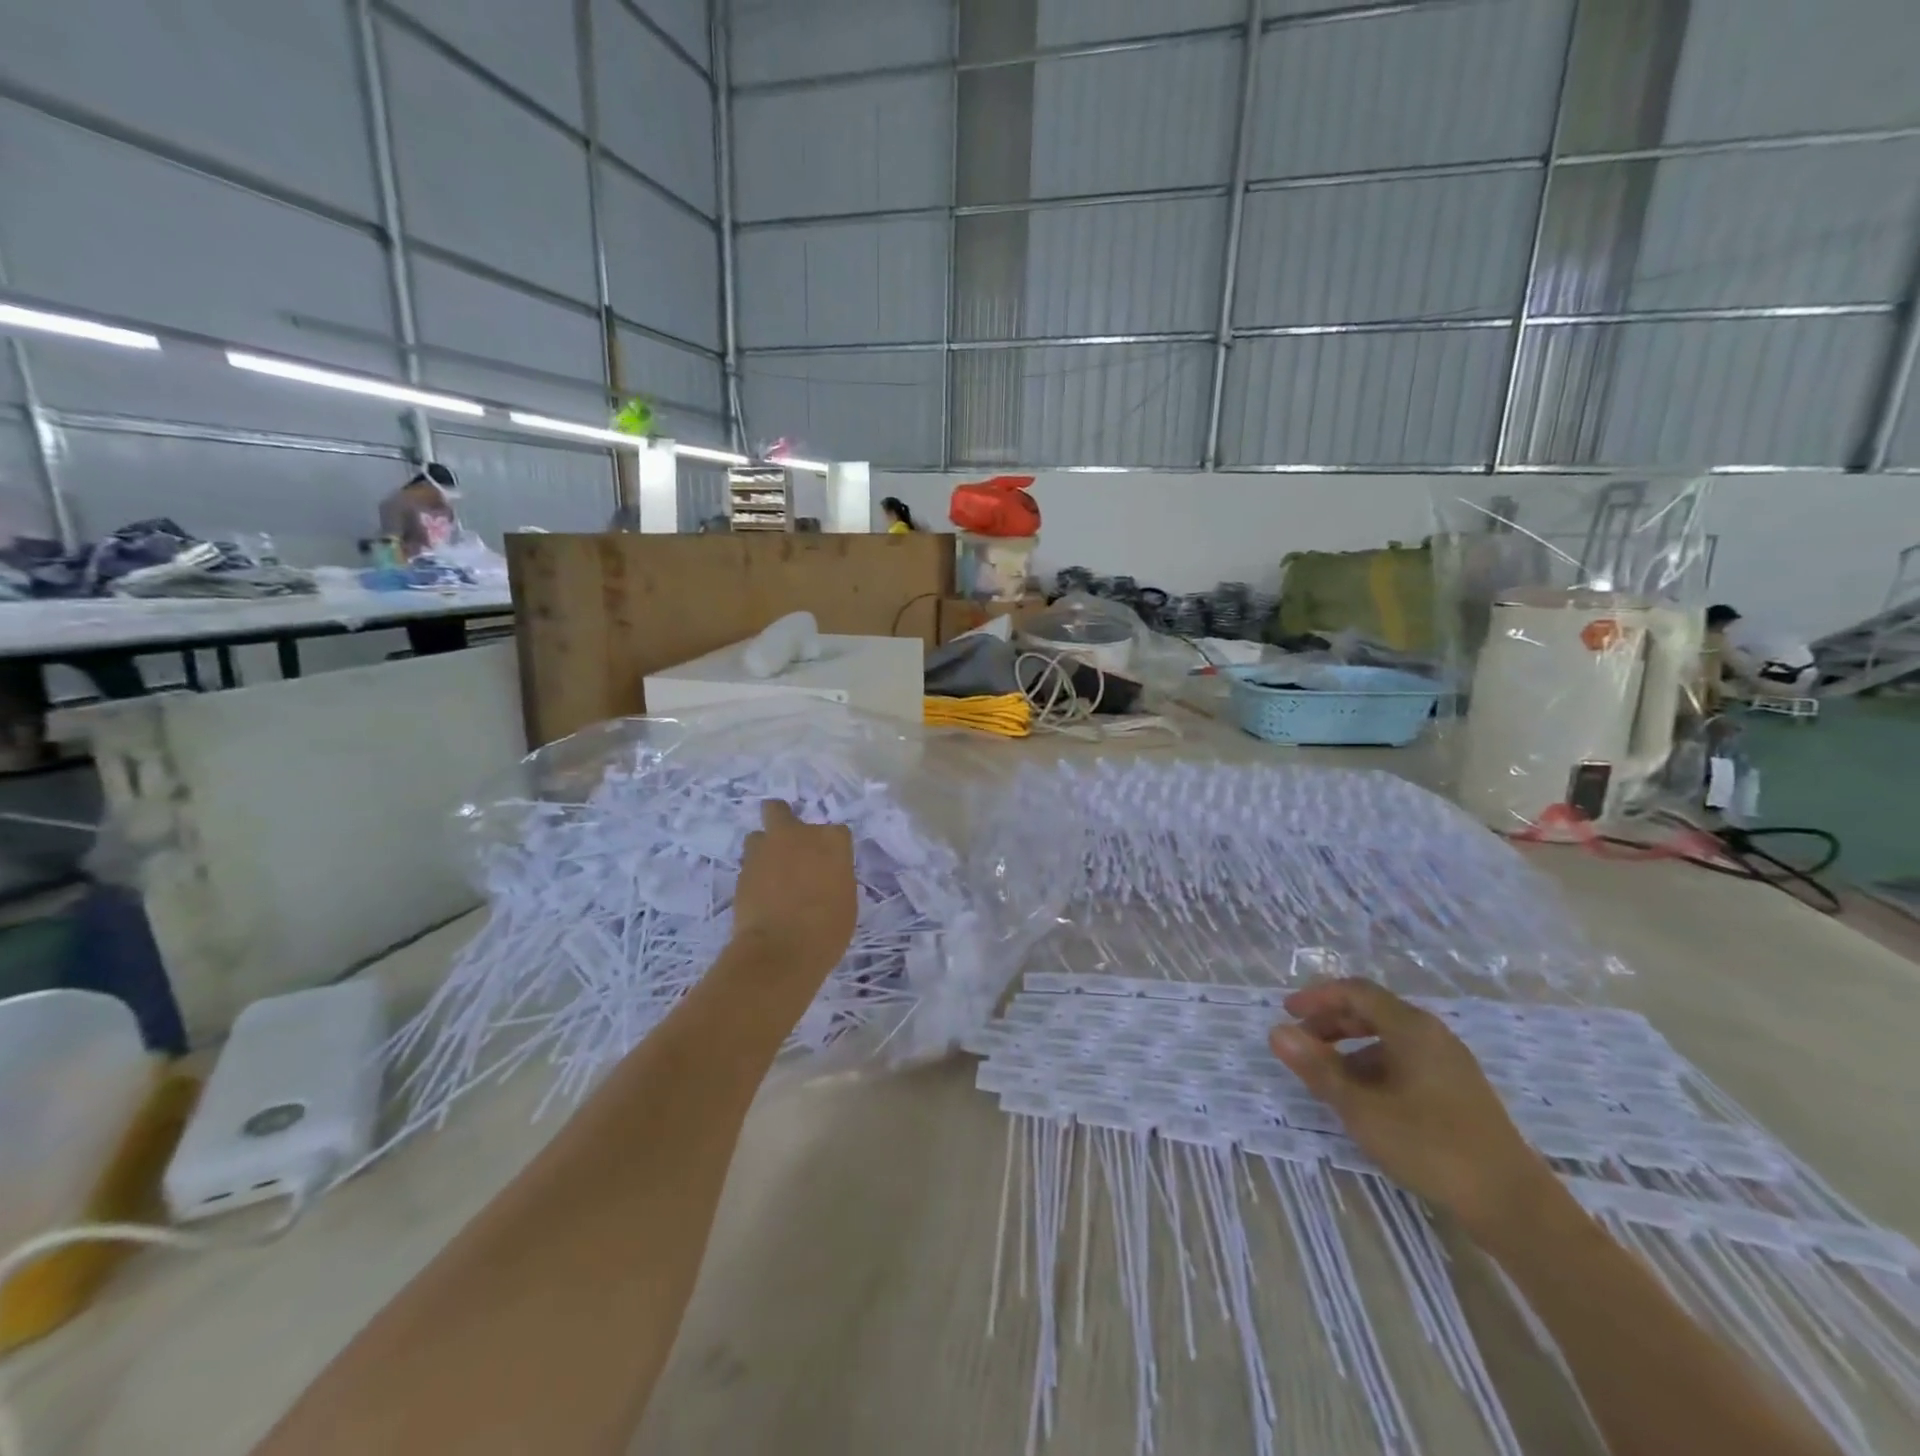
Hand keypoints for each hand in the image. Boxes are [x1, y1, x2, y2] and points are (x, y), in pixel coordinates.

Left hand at [729, 800, 856, 986]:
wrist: (781, 950)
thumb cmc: (827, 929)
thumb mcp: (846, 900)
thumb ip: (834, 876)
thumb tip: (824, 875)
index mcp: (831, 840)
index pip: (835, 832)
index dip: (831, 849)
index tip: (830, 866)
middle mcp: (797, 835)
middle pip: (780, 810)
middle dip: (782, 820)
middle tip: (788, 846)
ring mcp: (765, 850)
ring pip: (758, 836)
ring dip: (764, 849)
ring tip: (770, 873)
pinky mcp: (742, 870)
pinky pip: (749, 864)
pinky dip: (755, 874)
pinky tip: (761, 894)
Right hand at [1268, 978, 1549, 1235]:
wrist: (1513, 1205)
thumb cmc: (1430, 1145)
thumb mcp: (1361, 1108)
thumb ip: (1317, 1068)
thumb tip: (1276, 1032)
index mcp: (1411, 1028)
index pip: (1356, 991)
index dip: (1317, 997)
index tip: (1287, 1013)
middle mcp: (1432, 1035)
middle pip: (1372, 1011)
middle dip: (1331, 1022)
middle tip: (1302, 1044)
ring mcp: (1450, 1063)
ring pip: (1389, 1039)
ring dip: (1351, 1048)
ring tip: (1327, 1076)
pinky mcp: (1459, 1090)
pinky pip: (1406, 1060)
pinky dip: (1375, 1067)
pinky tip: (1365, 1100)